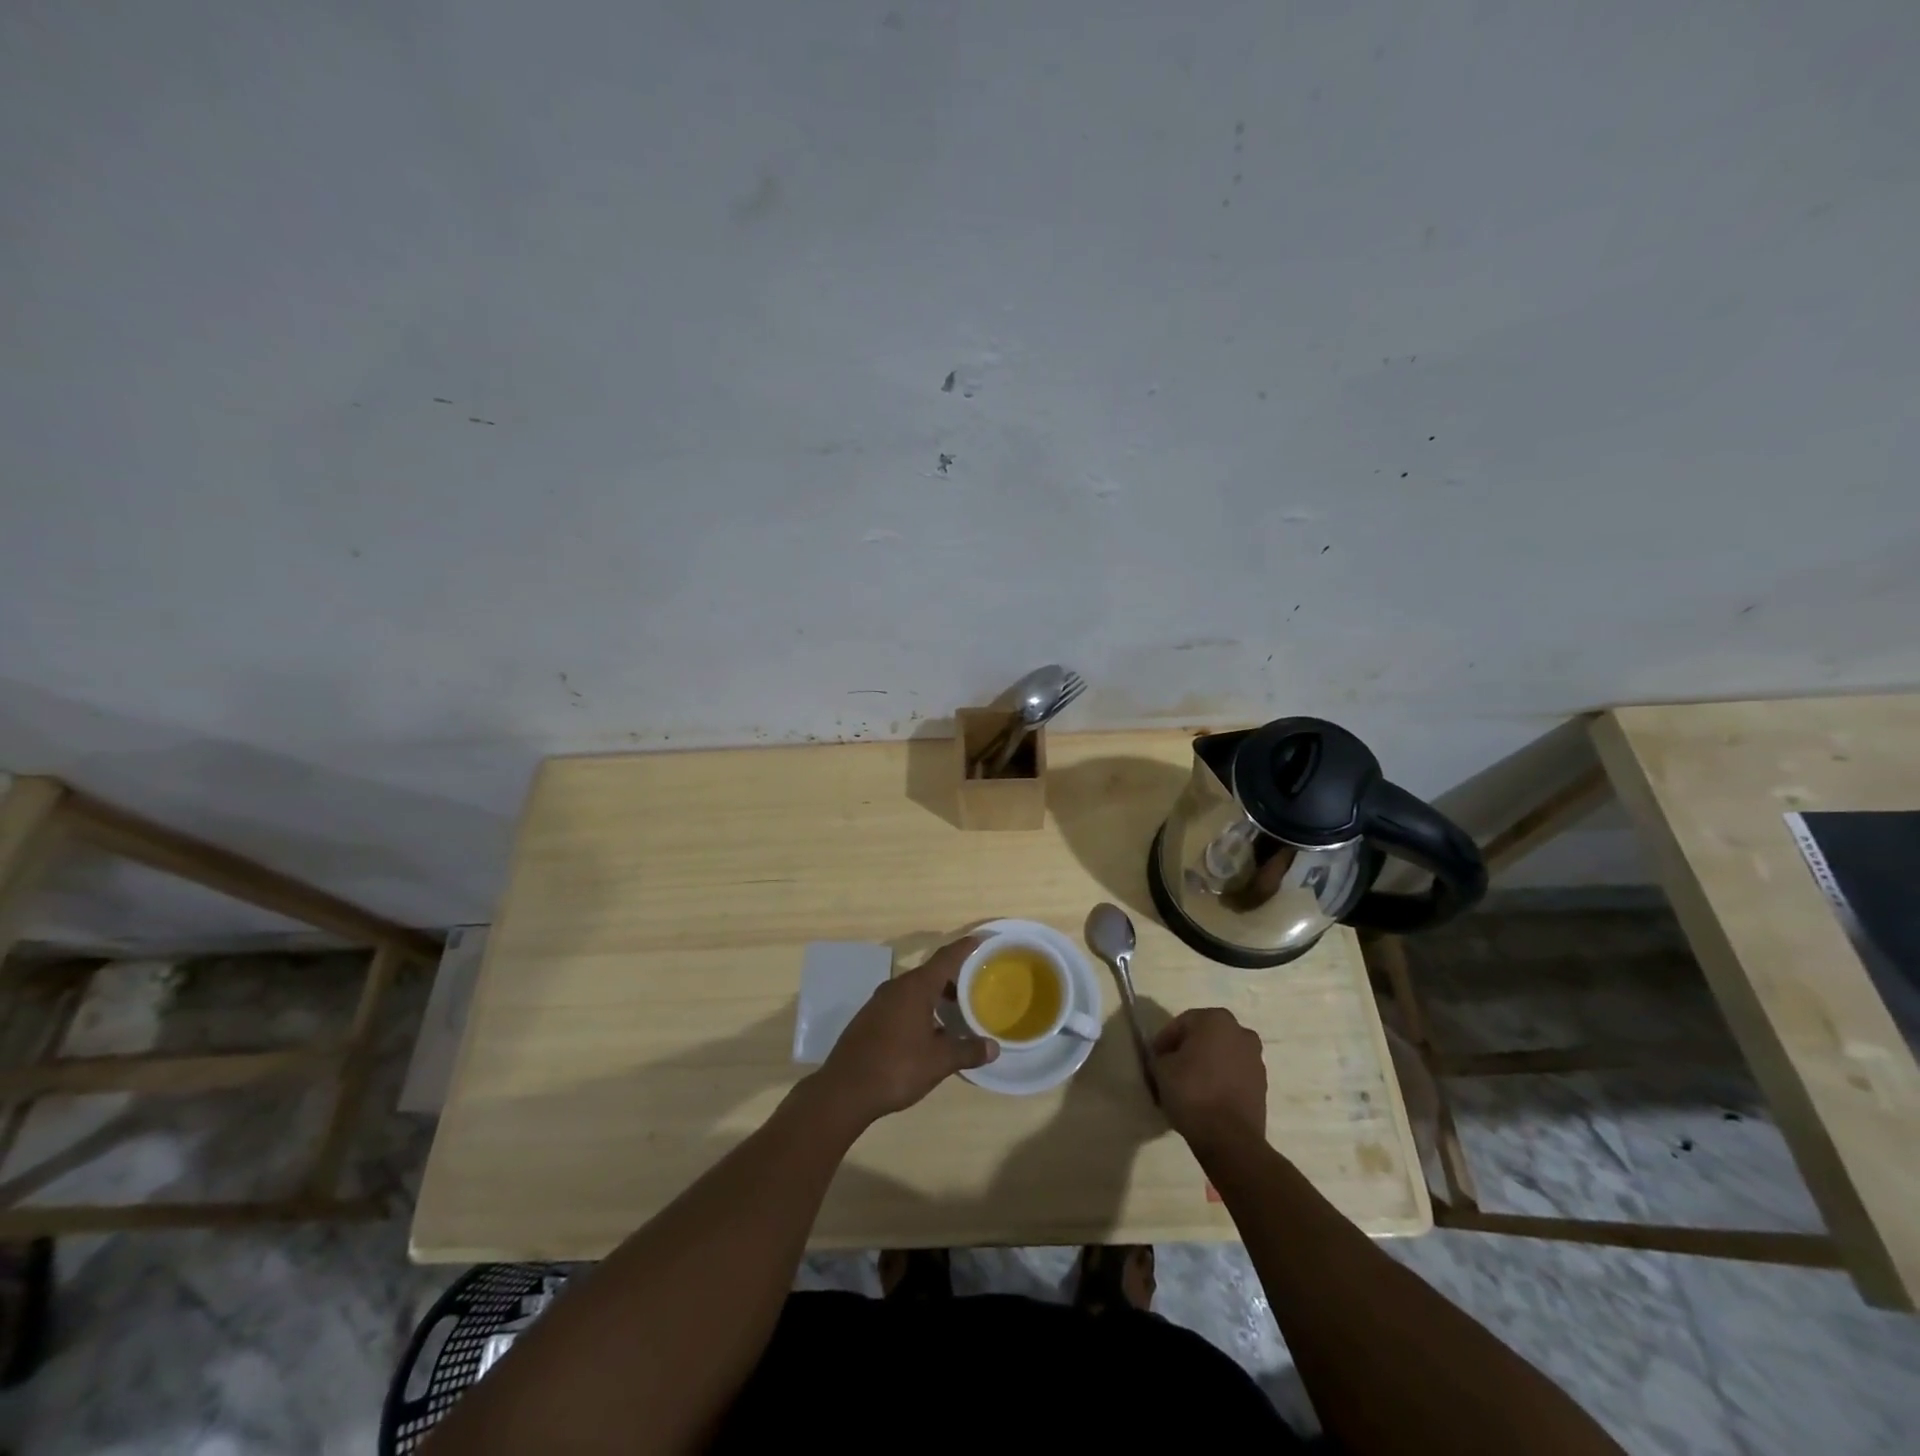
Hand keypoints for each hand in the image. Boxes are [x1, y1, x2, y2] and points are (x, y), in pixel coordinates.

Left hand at [810, 936, 998, 1126]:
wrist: (844, 1089)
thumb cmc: (897, 1067)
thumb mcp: (939, 1061)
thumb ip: (968, 1050)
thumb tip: (994, 1047)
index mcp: (916, 987)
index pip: (945, 958)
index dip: (963, 948)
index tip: (978, 940)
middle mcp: (896, 986)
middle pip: (929, 973)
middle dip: (952, 978)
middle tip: (974, 986)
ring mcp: (879, 1001)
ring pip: (913, 989)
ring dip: (934, 996)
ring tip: (954, 1012)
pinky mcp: (868, 1018)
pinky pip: (900, 1003)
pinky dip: (918, 1008)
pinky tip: (926, 1030)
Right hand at [1152, 1008, 1267, 1152]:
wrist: (1229, 1138)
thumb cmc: (1192, 1092)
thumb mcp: (1160, 1068)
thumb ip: (1161, 1056)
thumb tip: (1165, 1059)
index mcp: (1215, 1019)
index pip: (1181, 1023)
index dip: (1164, 1041)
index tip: (1154, 1059)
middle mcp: (1240, 1032)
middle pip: (1205, 1037)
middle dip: (1187, 1050)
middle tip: (1170, 1069)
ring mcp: (1256, 1059)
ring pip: (1221, 1055)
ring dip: (1206, 1065)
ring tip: (1188, 1086)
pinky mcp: (1262, 1085)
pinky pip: (1234, 1075)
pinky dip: (1220, 1080)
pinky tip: (1206, 1098)